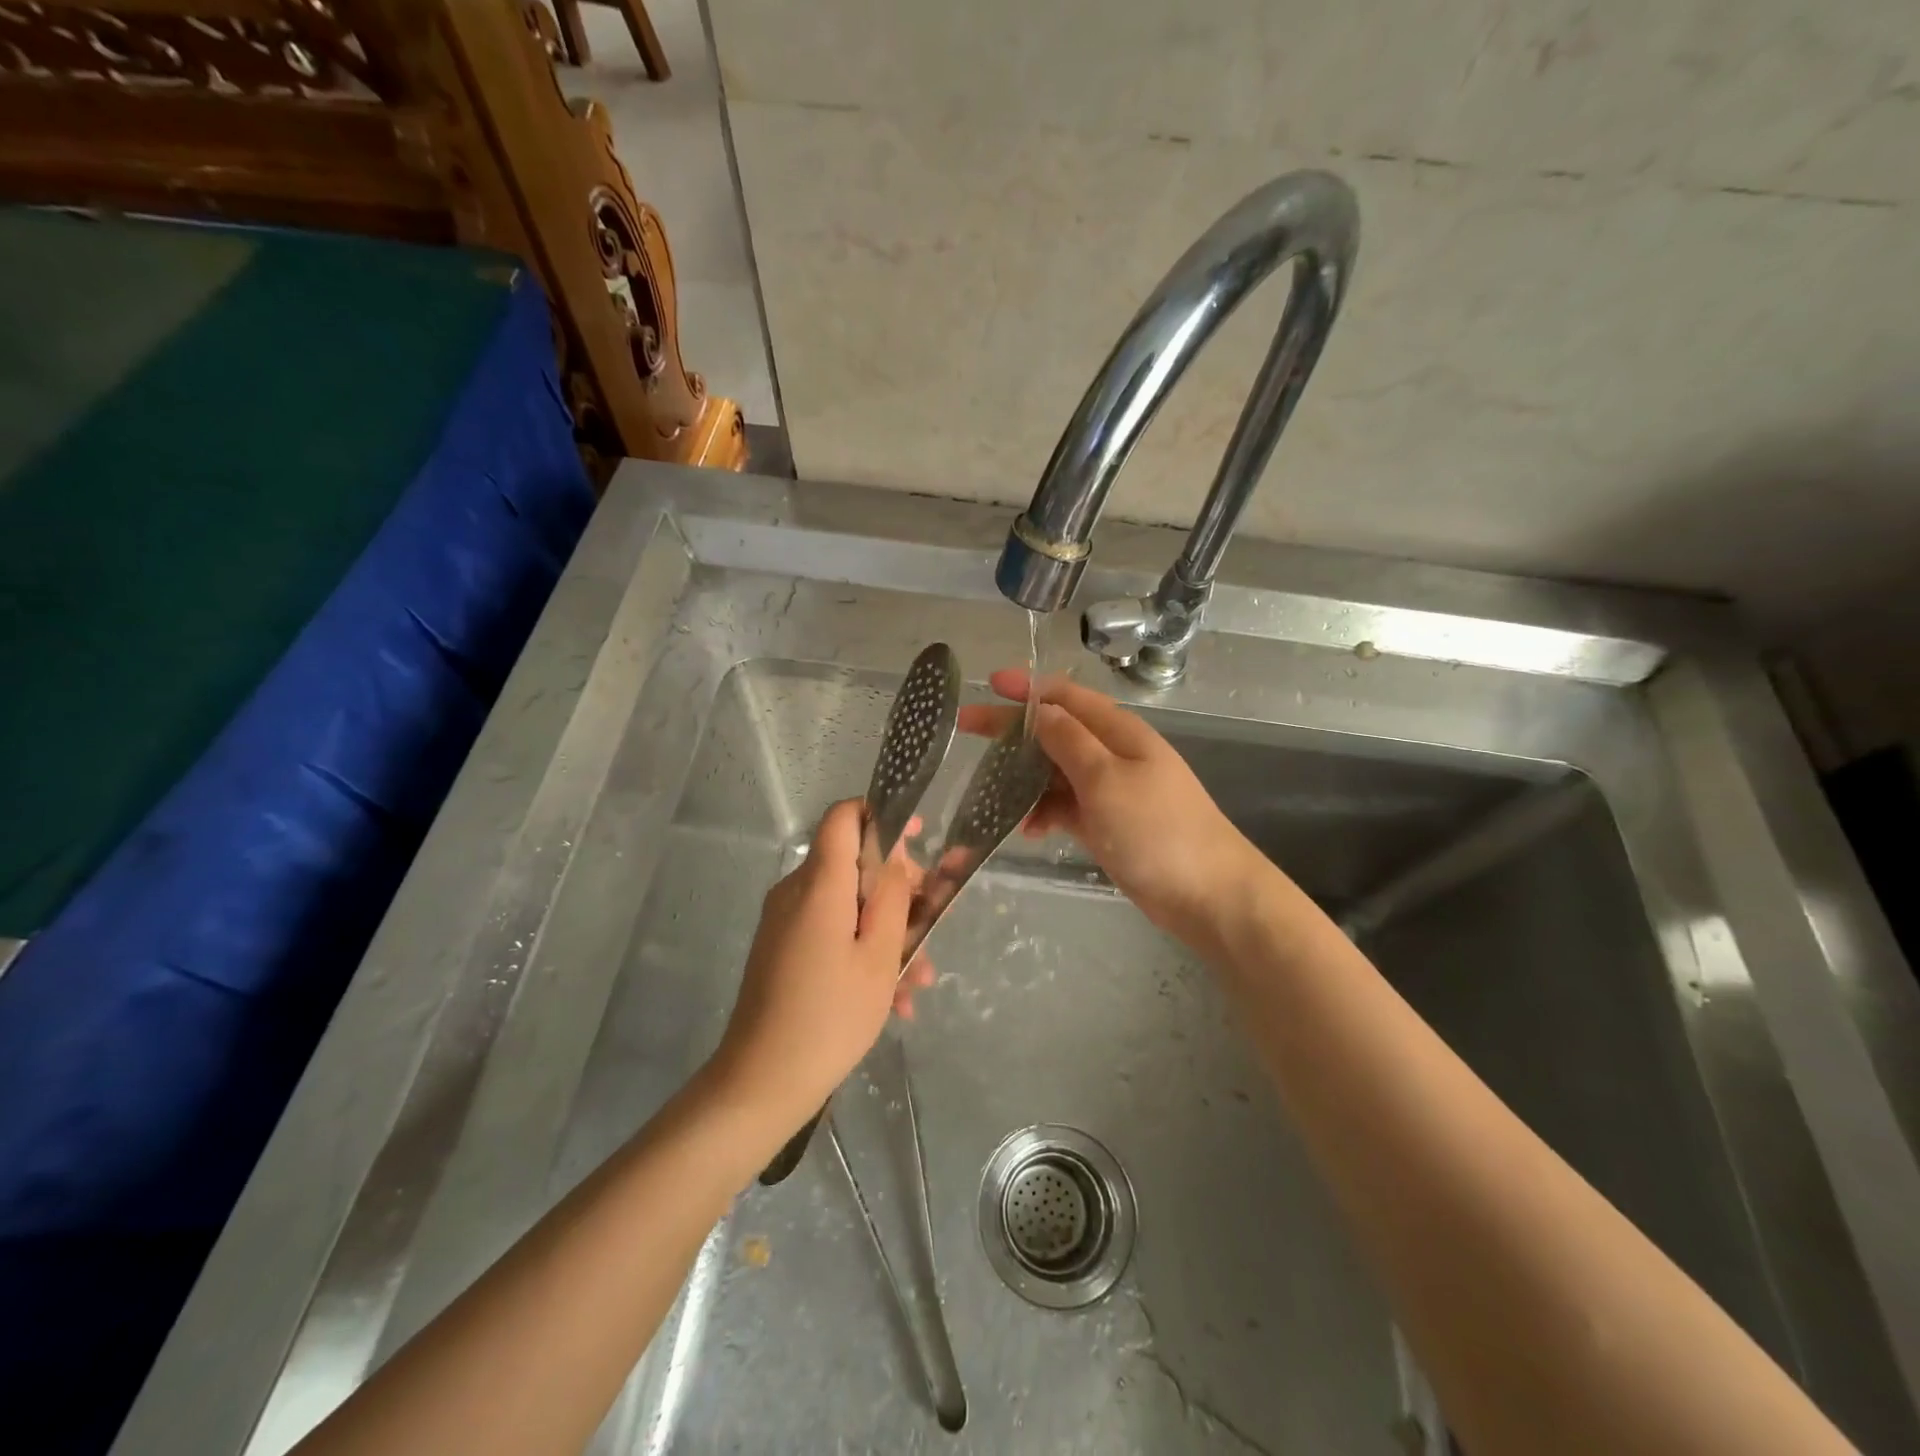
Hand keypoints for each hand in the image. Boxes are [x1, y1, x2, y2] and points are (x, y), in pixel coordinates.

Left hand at [707, 799, 925, 1135]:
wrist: (761, 1082)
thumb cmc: (830, 1016)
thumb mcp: (878, 955)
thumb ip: (892, 894)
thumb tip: (895, 849)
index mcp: (819, 884)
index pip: (844, 816)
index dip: (883, 817)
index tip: (919, 840)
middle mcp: (796, 891)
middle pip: (853, 863)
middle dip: (897, 891)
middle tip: (930, 928)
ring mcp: (785, 921)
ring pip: (848, 905)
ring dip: (887, 933)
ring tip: (917, 981)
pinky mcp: (782, 948)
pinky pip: (830, 931)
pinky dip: (861, 951)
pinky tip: (892, 998)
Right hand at [958, 670, 1266, 946]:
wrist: (1207, 893)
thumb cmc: (1156, 829)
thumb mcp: (1106, 779)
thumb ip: (1068, 741)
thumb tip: (1039, 709)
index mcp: (1117, 731)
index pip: (1066, 696)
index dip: (1028, 687)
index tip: (989, 683)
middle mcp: (1111, 753)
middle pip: (1054, 730)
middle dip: (1012, 728)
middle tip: (966, 727)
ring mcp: (1109, 789)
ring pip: (1055, 770)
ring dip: (1024, 777)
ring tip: (989, 791)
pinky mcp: (1106, 822)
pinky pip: (1064, 805)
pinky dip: (1044, 812)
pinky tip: (1029, 830)